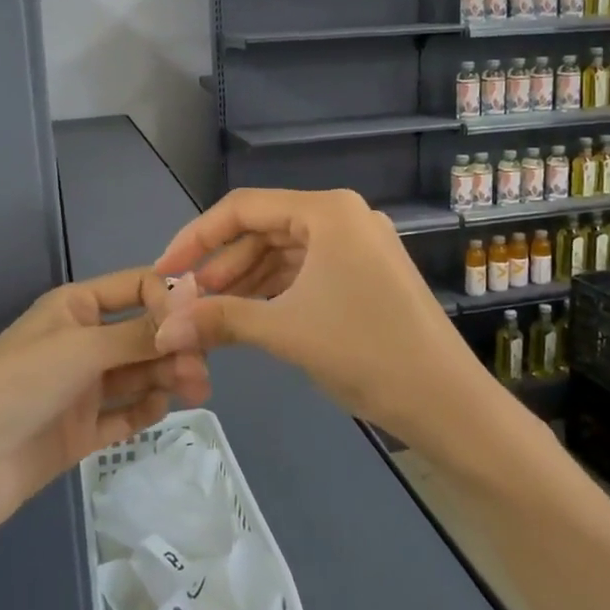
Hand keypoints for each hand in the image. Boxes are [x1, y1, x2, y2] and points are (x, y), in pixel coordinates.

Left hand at [0, 268, 210, 532]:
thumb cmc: (21, 383)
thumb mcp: (83, 347)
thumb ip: (139, 332)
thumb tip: (192, 304)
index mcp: (76, 308)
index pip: (136, 288)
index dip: (169, 300)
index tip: (198, 322)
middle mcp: (82, 343)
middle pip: (143, 335)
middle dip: (174, 346)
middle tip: (200, 370)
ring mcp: (82, 389)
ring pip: (138, 375)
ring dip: (167, 376)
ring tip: (194, 390)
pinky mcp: (81, 430)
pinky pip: (124, 414)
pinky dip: (145, 409)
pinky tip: (160, 409)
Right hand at [149, 188, 487, 447]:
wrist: (445, 401)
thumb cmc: (364, 351)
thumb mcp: (285, 330)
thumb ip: (220, 319)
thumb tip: (164, 328)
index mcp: (327, 211)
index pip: (244, 208)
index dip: (197, 237)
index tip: (165, 271)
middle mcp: (344, 216)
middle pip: (265, 229)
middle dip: (222, 266)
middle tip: (186, 302)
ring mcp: (360, 244)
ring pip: (285, 253)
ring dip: (246, 282)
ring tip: (210, 314)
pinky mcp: (368, 273)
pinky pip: (308, 272)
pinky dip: (276, 291)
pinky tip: (248, 317)